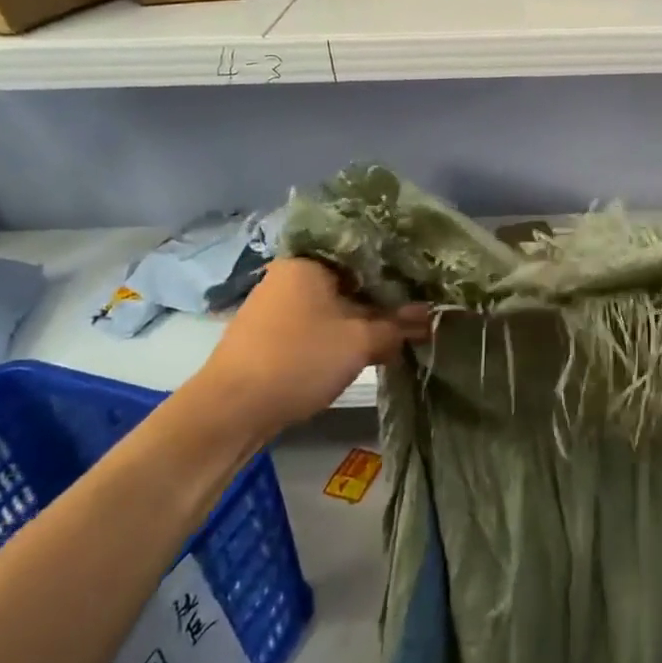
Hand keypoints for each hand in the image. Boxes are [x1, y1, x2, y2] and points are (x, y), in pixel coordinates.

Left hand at [196, 258, 430, 429]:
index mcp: (308, 262)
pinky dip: (346, 333)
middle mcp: (291, 276)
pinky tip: (373, 346)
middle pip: (351, 279)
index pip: (364, 252)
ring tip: (405, 330)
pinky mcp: (275, 334)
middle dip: (386, 298)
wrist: (232, 410)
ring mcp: (280, 306)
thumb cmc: (300, 359)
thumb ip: (397, 326)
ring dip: (367, 319)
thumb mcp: (360, 341)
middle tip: (422, 309)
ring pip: (336, 304)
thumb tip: (429, 318)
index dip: (398, 268)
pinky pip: (321, 324)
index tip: (426, 281)